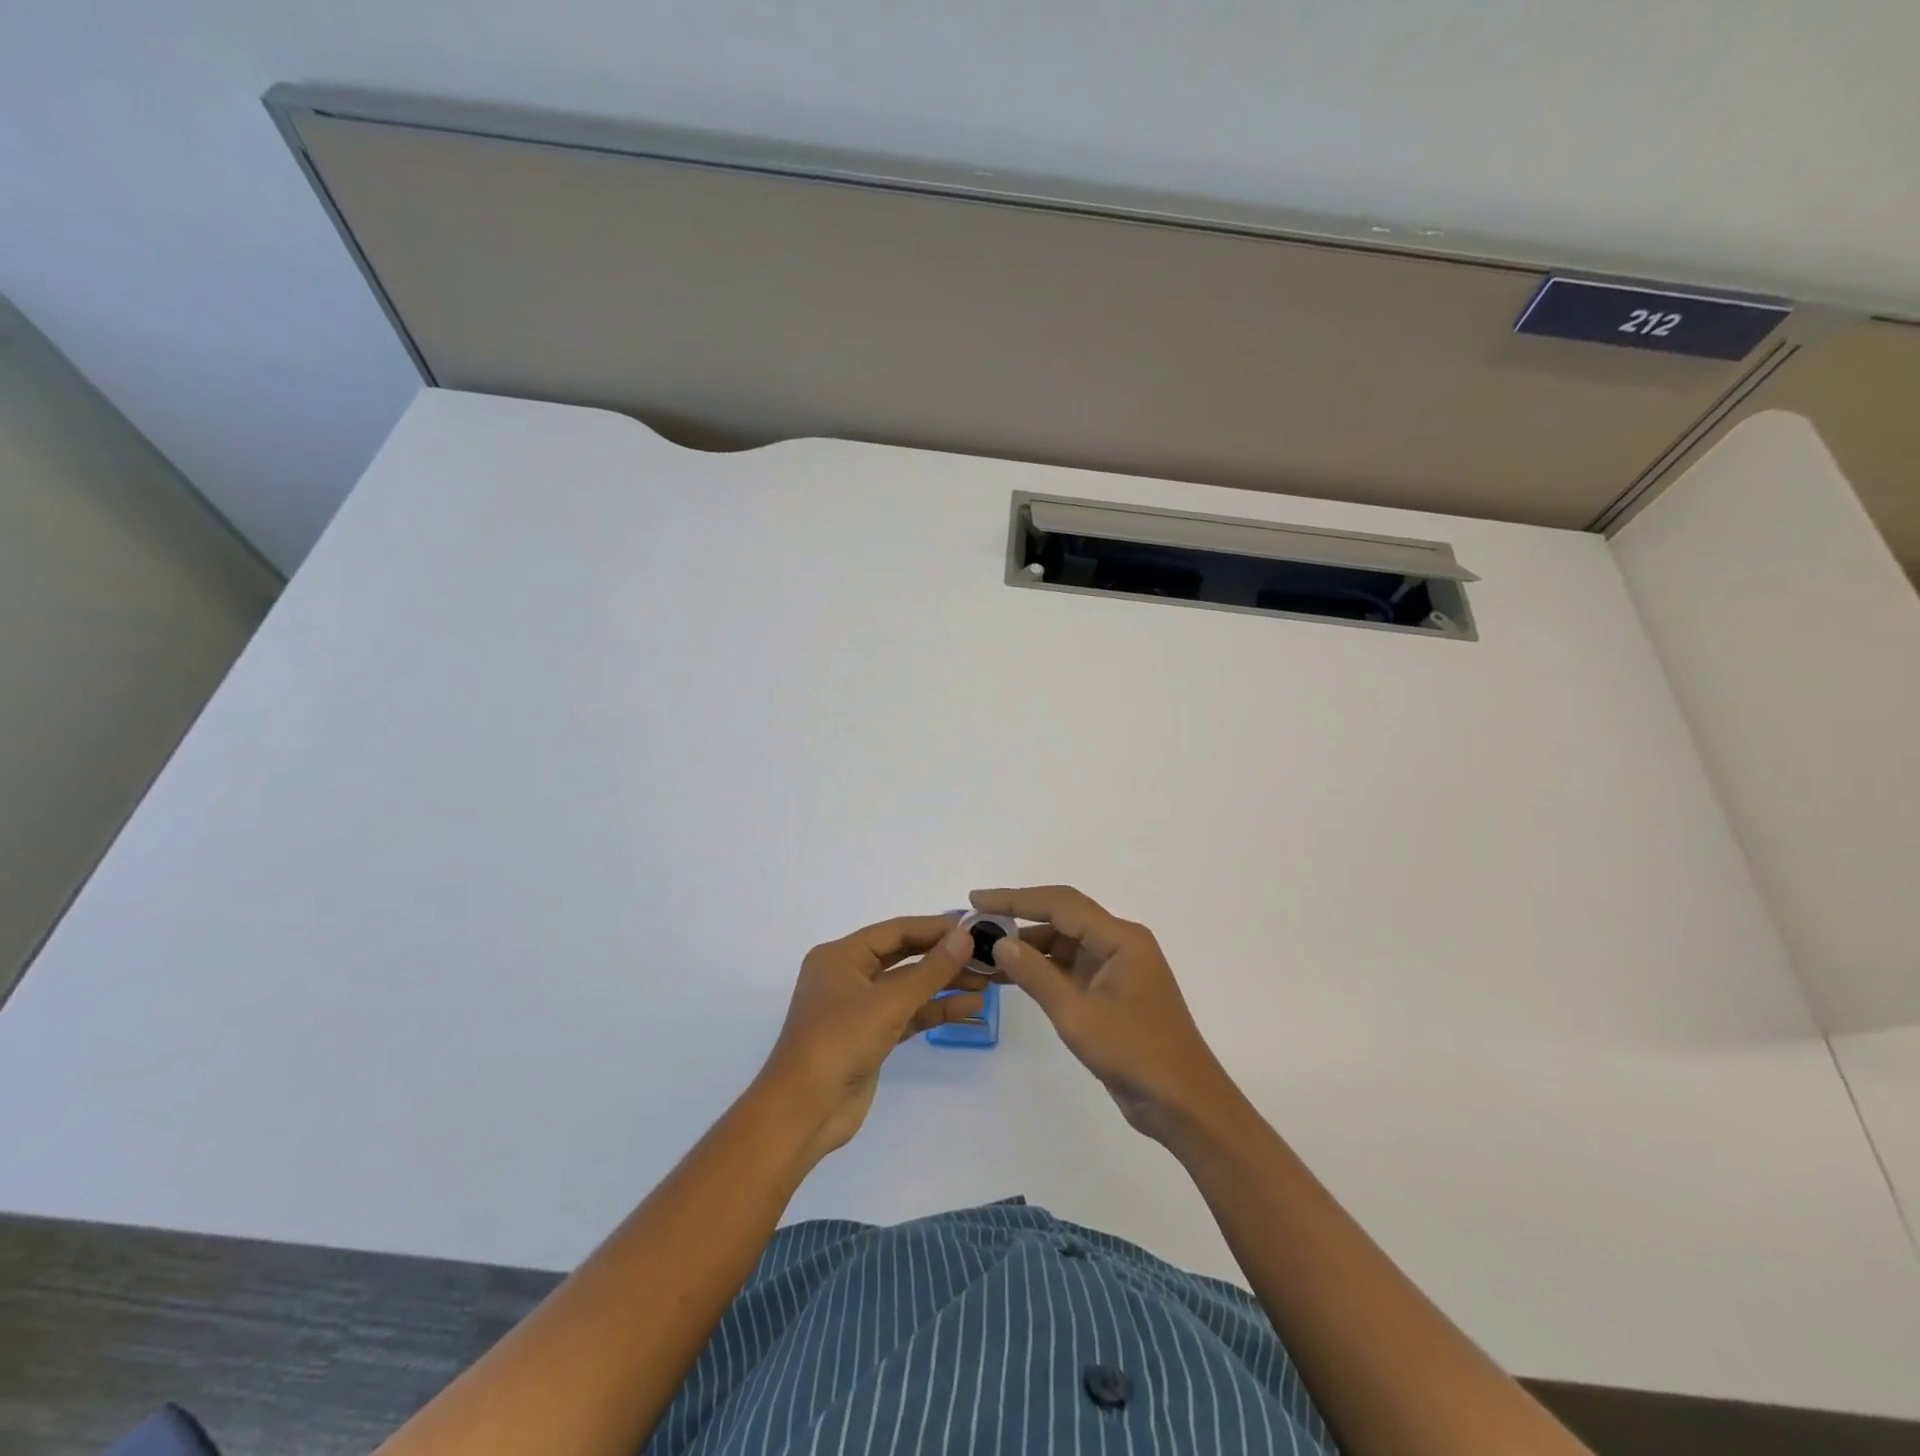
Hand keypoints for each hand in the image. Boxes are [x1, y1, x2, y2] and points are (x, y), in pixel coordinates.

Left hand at [759, 916, 986, 1161]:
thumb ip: (931, 969)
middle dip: (943, 957)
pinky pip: (908, 1015)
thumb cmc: (839, 1042)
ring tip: (986, 982)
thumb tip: (965, 936)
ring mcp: (859, 1009)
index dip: (935, 927)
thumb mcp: (888, 1001)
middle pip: (903, 957)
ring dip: (944, 985)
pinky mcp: (871, 1038)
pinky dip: (935, 1010)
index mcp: (841, 956)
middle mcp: (848, 976)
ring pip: (909, 988)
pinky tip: (969, 1007)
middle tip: (984, 954)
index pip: (895, 931)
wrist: (805, 1111)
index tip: (973, 926)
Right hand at [971, 886, 1238, 1142]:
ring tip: (985, 951)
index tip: (977, 900)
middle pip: (1062, 917)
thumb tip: (1000, 943)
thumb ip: (1036, 976)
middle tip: (976, 922)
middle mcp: (1119, 944)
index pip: (1060, 904)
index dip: (1015, 898)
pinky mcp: (1111, 992)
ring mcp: (1116, 968)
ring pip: (1064, 943)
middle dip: (1018, 917)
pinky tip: (1012, 975)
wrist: (1183, 1103)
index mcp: (1120, 938)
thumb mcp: (1077, 1015)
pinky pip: (1071, 968)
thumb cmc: (1135, 1053)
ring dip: (1028, 946)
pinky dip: (1042, 969)